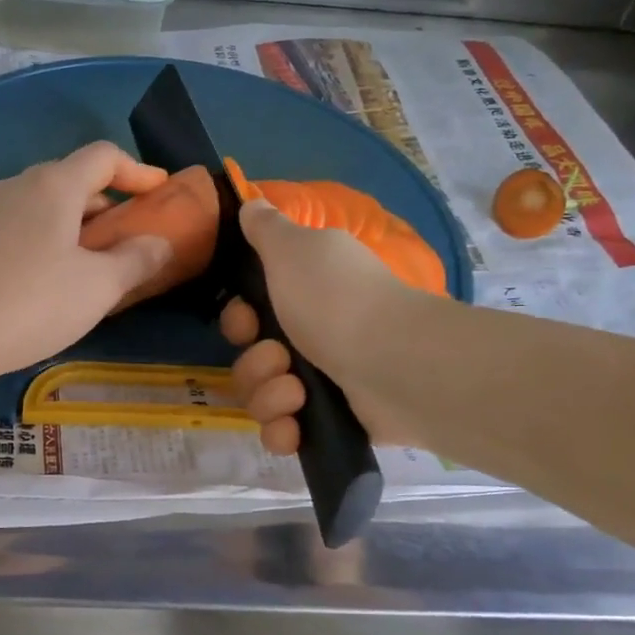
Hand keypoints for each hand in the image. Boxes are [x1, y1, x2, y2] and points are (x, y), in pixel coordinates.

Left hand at [0, 141, 173, 390]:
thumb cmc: (31, 303)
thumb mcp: (98, 287)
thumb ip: (137, 260)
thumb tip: (159, 243)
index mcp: (53, 185)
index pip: (104, 156)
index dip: (138, 170)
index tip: (160, 192)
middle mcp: (17, 185)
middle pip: (72, 178)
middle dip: (107, 202)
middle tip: (129, 237)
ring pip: (44, 205)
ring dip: (77, 224)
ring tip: (93, 263)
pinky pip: (21, 225)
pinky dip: (48, 238)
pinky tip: (49, 279)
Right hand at [221, 199, 425, 453]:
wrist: (396, 364)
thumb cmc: (336, 300)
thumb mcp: (293, 249)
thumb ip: (266, 228)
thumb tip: (252, 202)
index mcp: (303, 295)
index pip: (248, 315)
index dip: (238, 321)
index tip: (249, 321)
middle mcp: (312, 335)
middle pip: (251, 359)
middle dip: (254, 363)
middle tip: (279, 358)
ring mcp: (324, 381)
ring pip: (262, 396)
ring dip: (268, 395)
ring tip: (297, 392)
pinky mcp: (332, 422)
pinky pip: (285, 432)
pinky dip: (284, 431)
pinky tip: (295, 427)